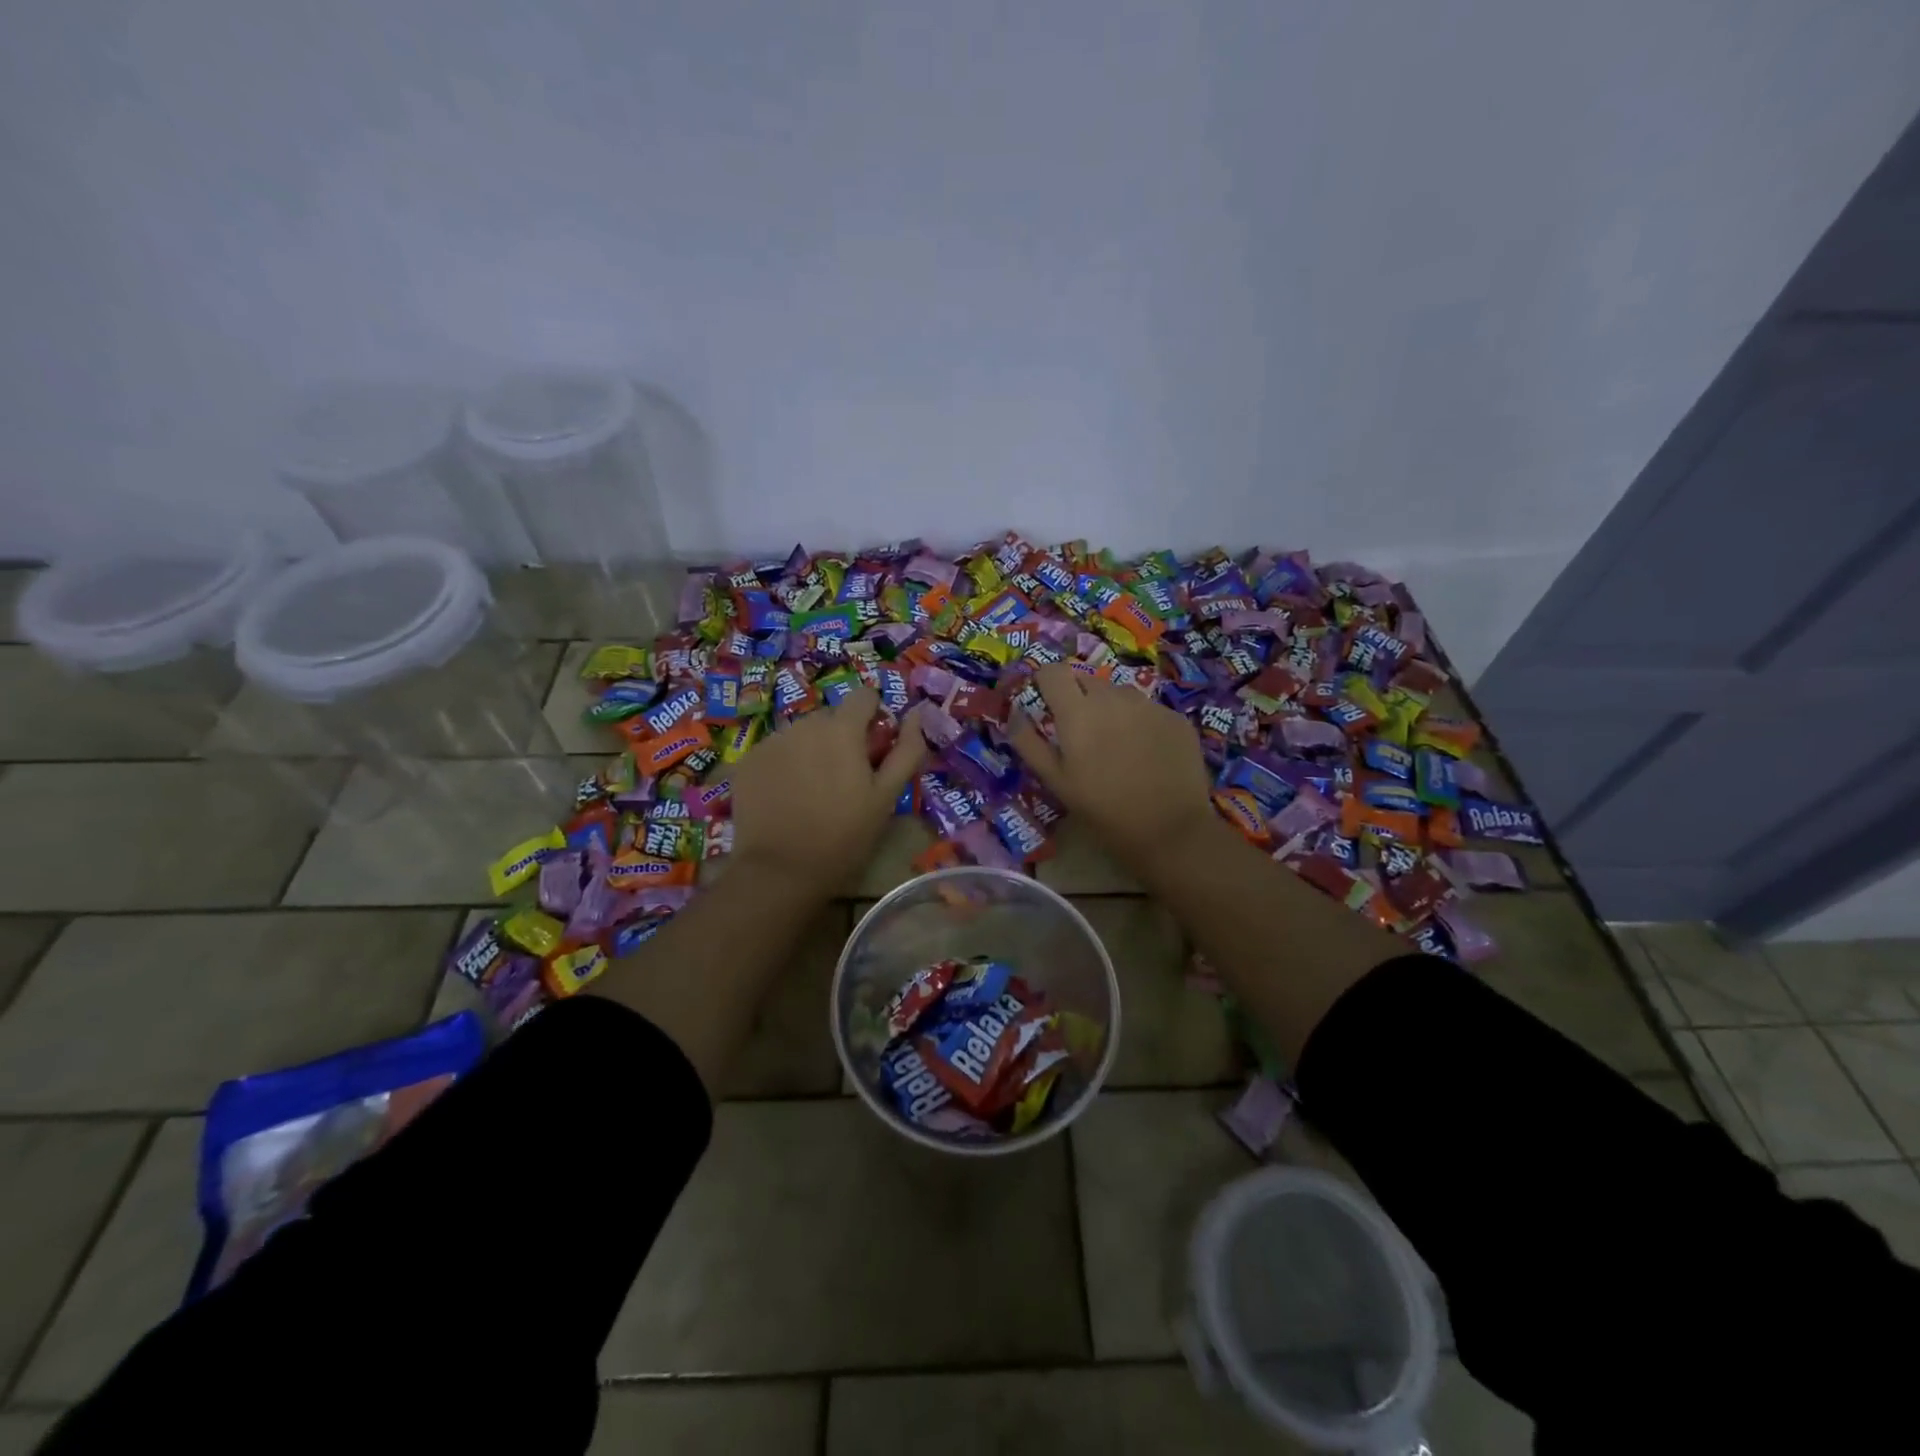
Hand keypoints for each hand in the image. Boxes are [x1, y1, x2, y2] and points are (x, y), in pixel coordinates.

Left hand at [727, 686, 926, 895]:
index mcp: (842, 729)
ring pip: (802, 734)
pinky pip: (775, 751)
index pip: (864, 696)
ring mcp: (771, 741)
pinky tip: (787, 797)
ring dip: (812, 750)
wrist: (780, 870)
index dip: (874, 717)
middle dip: (841, 738)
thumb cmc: (844, 836)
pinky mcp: (747, 761)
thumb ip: (906, 750)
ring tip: (812, 791)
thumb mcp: (887, 797)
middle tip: (844, 779)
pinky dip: (785, 765)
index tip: (874, 749)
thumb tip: (916, 714)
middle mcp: (804, 724)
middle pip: (832, 717)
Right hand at [1009, 662, 1219, 875]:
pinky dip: (1139, 723)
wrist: (1170, 829)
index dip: (1045, 682)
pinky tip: (1145, 754)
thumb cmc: (1103, 809)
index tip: (1045, 702)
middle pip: (1086, 681)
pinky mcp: (1174, 717)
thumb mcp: (1056, 782)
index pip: (1053, 671)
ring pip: (1118, 694)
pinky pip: (1147, 709)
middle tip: (1080, 734)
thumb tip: (1015, 712)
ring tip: (1115, 745)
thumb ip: (1029, 742)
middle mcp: (1113, 697)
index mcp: (1078, 712)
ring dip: (1109, 709)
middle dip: (1077, 698)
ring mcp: (1148, 704)